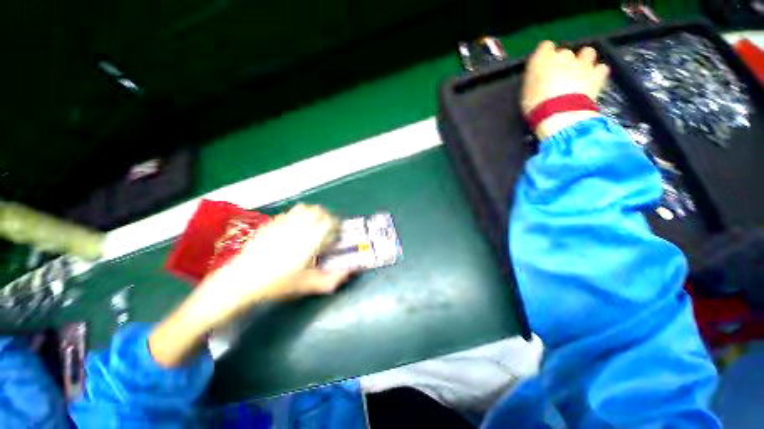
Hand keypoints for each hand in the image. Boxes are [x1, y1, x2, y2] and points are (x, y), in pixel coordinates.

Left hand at [193, 204, 351, 326]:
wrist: (241, 281)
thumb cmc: (278, 284)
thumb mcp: (308, 285)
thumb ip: (332, 279)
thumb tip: (351, 272)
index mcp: (310, 240)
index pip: (329, 221)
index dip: (336, 224)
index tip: (337, 232)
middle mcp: (298, 227)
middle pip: (318, 210)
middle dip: (326, 216)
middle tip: (326, 227)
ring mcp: (282, 223)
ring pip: (303, 208)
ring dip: (312, 213)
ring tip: (311, 225)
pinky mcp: (270, 224)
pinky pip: (288, 213)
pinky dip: (296, 216)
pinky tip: (293, 228)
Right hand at [522, 41, 609, 139]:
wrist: (559, 114)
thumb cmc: (536, 105)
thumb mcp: (526, 92)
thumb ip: (534, 79)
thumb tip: (539, 77)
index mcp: (543, 59)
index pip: (545, 47)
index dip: (545, 56)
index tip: (543, 66)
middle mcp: (564, 56)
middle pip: (565, 53)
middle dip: (563, 62)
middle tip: (559, 76)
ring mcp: (583, 63)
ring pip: (587, 53)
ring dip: (584, 61)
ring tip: (580, 74)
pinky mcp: (597, 74)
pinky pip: (601, 68)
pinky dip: (597, 73)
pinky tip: (593, 81)